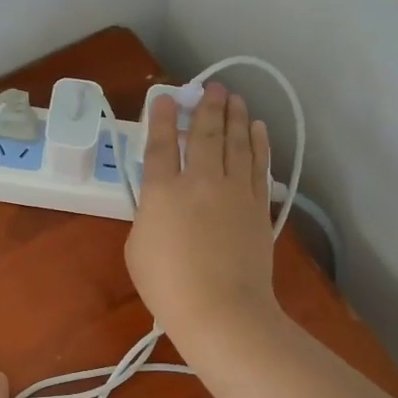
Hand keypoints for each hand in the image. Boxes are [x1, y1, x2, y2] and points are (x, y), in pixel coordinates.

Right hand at [125, 82, 282, 350]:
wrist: (222, 310)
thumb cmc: (169, 286)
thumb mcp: (137, 248)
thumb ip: (148, 215)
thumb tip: (161, 204)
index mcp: (162, 191)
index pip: (161, 144)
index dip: (162, 117)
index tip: (166, 98)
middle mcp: (200, 181)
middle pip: (205, 134)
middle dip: (206, 107)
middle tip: (210, 87)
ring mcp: (234, 191)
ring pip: (236, 143)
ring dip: (235, 116)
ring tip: (234, 98)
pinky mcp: (258, 206)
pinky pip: (259, 165)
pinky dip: (258, 144)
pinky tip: (257, 129)